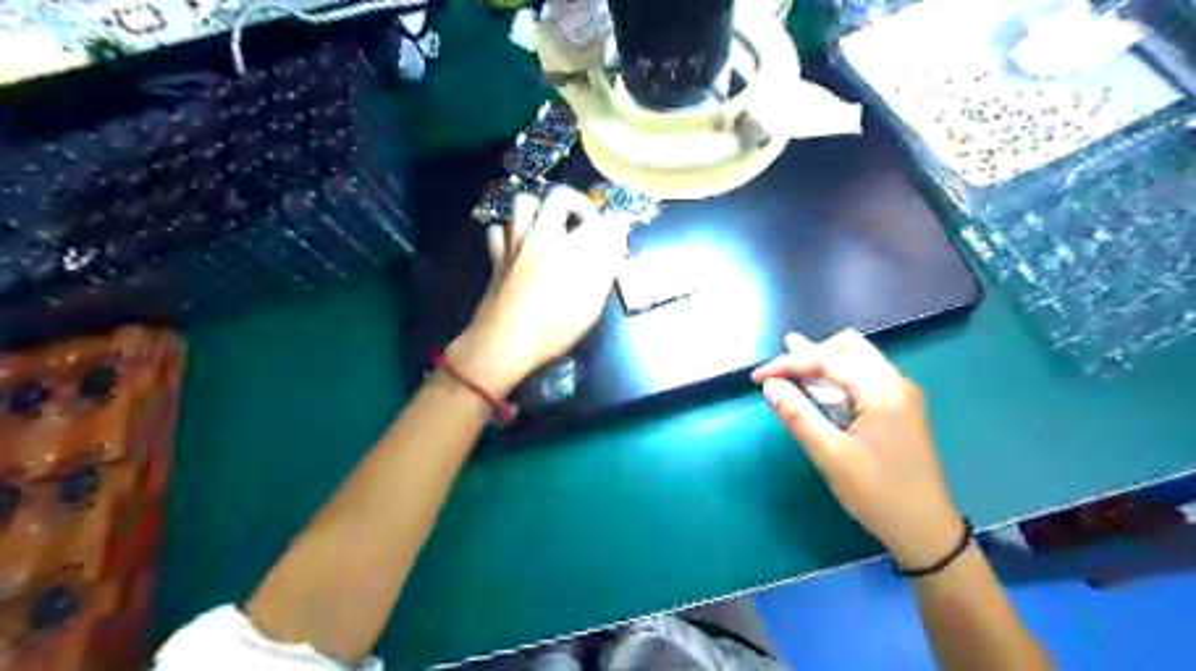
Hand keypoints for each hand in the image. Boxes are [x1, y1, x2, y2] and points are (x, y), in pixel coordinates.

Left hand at [450, 188, 630, 393]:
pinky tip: (520, 244)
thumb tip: (617, 237)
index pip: (599, 222)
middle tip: (586, 222)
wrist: (503, 344)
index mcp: (569, 250)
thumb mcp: (589, 305)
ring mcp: (515, 245)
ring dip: (541, 208)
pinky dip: (511, 230)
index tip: (619, 231)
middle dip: (579, 203)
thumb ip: (605, 267)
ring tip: (551, 225)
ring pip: (524, 203)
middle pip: (560, 197)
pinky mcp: (497, 256)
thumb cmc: (552, 331)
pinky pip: (499, 228)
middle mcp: (541, 237)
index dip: (613, 224)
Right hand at [756, 327, 958, 565]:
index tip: (758, 378)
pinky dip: (838, 380)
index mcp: (881, 391)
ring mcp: (901, 395)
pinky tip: (821, 397)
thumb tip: (770, 386)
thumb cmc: (878, 494)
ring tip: (794, 381)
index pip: (826, 359)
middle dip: (810, 355)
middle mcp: (895, 383)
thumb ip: (797, 416)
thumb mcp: (830, 456)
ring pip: (857, 360)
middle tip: (782, 377)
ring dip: (824, 366)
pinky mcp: (900, 409)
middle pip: (848, 346)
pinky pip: (864, 378)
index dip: (787, 364)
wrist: (926, 531)